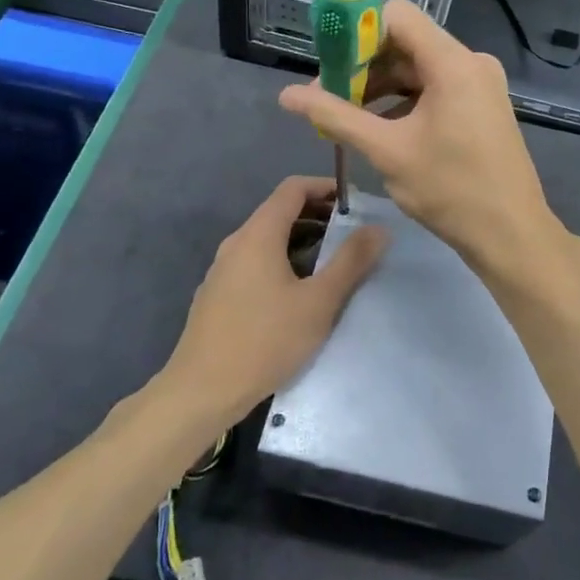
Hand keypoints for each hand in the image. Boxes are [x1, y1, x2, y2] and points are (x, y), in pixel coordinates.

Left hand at [161, 176, 387, 426]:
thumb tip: (379, 228)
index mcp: (258, 234)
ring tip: (334, 262)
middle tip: (353, 233)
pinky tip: (300, 292)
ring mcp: (223, 269)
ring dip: (302, 240)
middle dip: (318, 215)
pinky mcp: (218, 294)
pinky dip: (283, 260)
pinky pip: (256, 262)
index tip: (355, 202)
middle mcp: (237, 243)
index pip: (293, 188)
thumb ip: (351, 261)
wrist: (201, 392)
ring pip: (268, 239)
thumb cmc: (265, 341)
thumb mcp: (319, 302)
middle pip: (280, 211)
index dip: (325, 187)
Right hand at [277, 0, 563, 270]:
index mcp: (453, 62)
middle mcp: (471, 62)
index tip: (328, 61)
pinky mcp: (482, 105)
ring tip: (346, 117)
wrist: (511, 234)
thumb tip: (287, 96)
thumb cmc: (450, 189)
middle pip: (406, 43)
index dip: (358, 31)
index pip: (397, 16)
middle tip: (328, 97)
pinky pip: (436, 88)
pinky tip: (379, 128)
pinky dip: (405, 101)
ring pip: (419, 68)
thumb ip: (336, 116)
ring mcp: (480, 84)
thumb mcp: (387, 151)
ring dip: (381, 87)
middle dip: (363, 65)